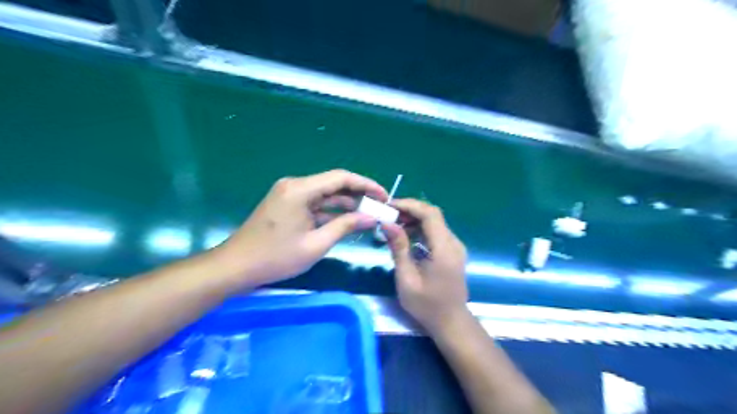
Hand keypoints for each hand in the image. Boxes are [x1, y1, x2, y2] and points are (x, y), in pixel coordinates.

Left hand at [216, 170, 387, 288]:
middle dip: (358, 195)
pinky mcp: (287, 204)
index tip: (384, 196)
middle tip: (379, 208)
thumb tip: (371, 217)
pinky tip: (346, 220)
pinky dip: (330, 211)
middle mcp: (295, 185)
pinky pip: (315, 203)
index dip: (366, 184)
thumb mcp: (315, 244)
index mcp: (300, 189)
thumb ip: (345, 226)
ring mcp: (289, 194)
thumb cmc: (275, 257)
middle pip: (334, 184)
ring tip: (368, 215)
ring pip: (325, 194)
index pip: (341, 178)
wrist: (236, 267)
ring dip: (345, 204)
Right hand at [383, 198, 468, 335]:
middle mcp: (453, 243)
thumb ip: (399, 248)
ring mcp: (455, 246)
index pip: (430, 214)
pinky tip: (406, 236)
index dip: (410, 205)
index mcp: (444, 249)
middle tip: (388, 215)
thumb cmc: (426, 305)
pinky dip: (420, 228)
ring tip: (393, 225)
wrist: (450, 322)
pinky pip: (436, 232)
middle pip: (433, 215)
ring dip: (414, 219)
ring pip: (435, 222)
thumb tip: (387, 223)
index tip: (389, 206)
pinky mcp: (453, 251)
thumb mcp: (407, 278)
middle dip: (410, 210)